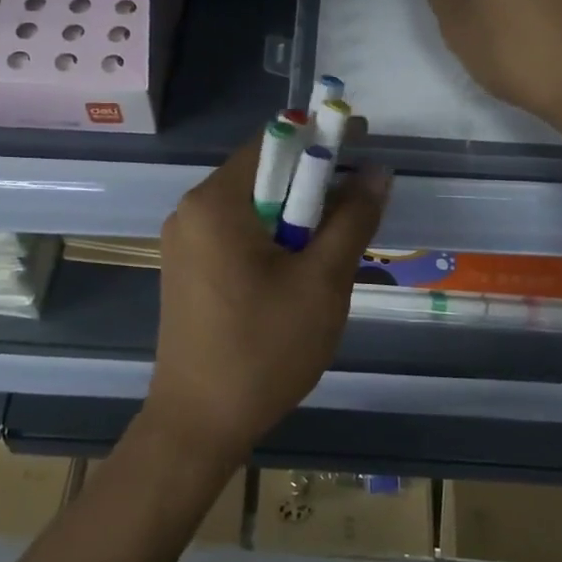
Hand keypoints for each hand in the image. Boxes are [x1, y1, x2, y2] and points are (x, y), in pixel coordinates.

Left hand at [146, 137, 389, 467]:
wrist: (199, 422)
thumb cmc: (264, 348)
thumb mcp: (322, 281)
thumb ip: (352, 218)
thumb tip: (378, 170)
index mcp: (216, 201)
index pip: (275, 141)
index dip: (322, 138)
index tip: (364, 147)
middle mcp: (191, 210)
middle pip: (263, 174)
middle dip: (313, 185)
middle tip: (359, 209)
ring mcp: (184, 242)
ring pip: (253, 208)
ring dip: (296, 216)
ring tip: (334, 248)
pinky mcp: (187, 270)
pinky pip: (237, 235)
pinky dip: (272, 239)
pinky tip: (298, 272)